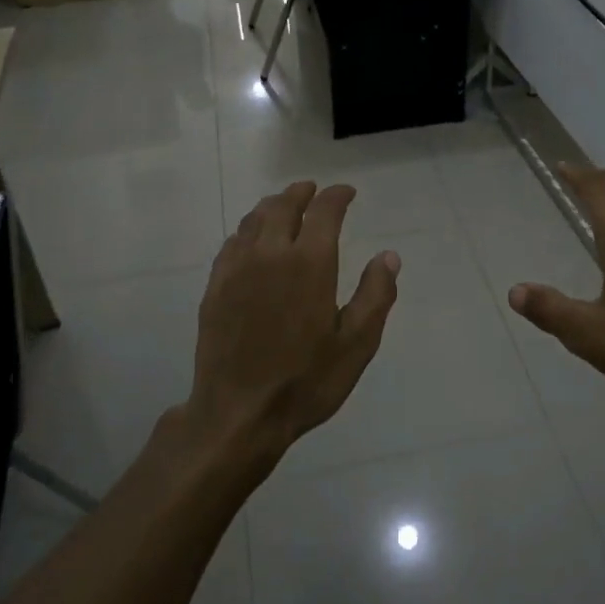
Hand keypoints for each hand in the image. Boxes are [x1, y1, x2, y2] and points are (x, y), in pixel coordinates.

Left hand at [187, 182, 400, 466]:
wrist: (238, 413)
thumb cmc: (305, 381)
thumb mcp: (356, 344)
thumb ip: (375, 295)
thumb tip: (389, 256)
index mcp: (310, 263)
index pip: (324, 211)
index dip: (337, 196)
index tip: (346, 192)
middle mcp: (271, 254)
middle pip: (283, 206)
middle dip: (301, 193)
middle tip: (312, 190)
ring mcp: (237, 268)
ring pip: (254, 220)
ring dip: (272, 206)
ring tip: (284, 206)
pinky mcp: (216, 286)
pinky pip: (232, 243)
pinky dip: (248, 230)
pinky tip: (252, 240)